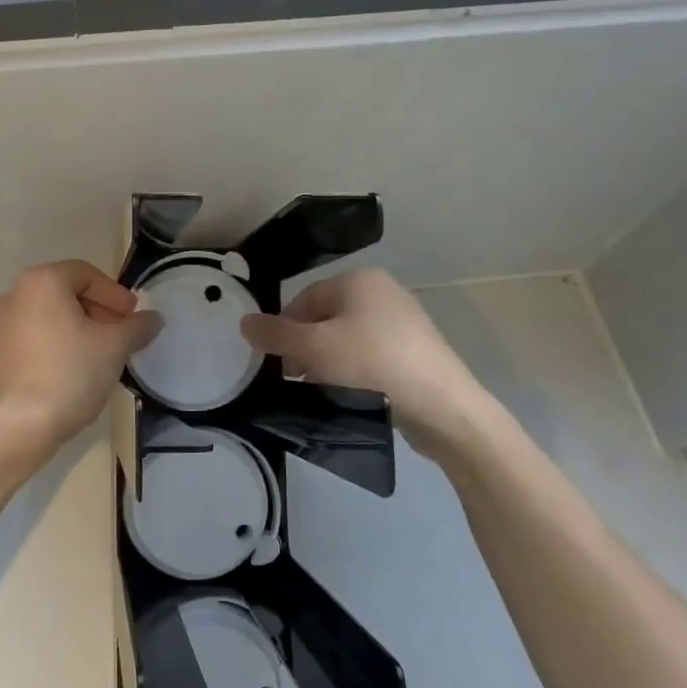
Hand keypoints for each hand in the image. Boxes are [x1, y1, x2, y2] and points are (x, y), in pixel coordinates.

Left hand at [0, 260, 161, 450]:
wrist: (20, 424)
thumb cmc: (70, 373)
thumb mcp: (115, 347)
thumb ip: (137, 326)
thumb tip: (153, 318)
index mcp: (42, 282)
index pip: (86, 274)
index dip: (115, 294)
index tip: (132, 317)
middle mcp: (16, 295)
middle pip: (66, 292)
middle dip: (98, 310)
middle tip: (120, 335)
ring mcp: (1, 325)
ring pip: (50, 316)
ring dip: (79, 328)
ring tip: (101, 355)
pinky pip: (35, 337)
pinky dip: (58, 344)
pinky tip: (74, 371)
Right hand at [239, 268, 500, 451]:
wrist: (443, 407)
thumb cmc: (372, 365)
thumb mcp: (314, 348)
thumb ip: (276, 334)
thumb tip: (244, 322)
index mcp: (358, 280)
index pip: (303, 299)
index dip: (284, 330)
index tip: (277, 363)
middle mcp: (382, 292)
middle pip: (324, 319)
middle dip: (305, 349)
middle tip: (297, 380)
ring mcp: (403, 322)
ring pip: (346, 340)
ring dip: (327, 364)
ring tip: (322, 392)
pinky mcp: (415, 352)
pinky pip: (370, 356)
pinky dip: (354, 373)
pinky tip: (350, 396)